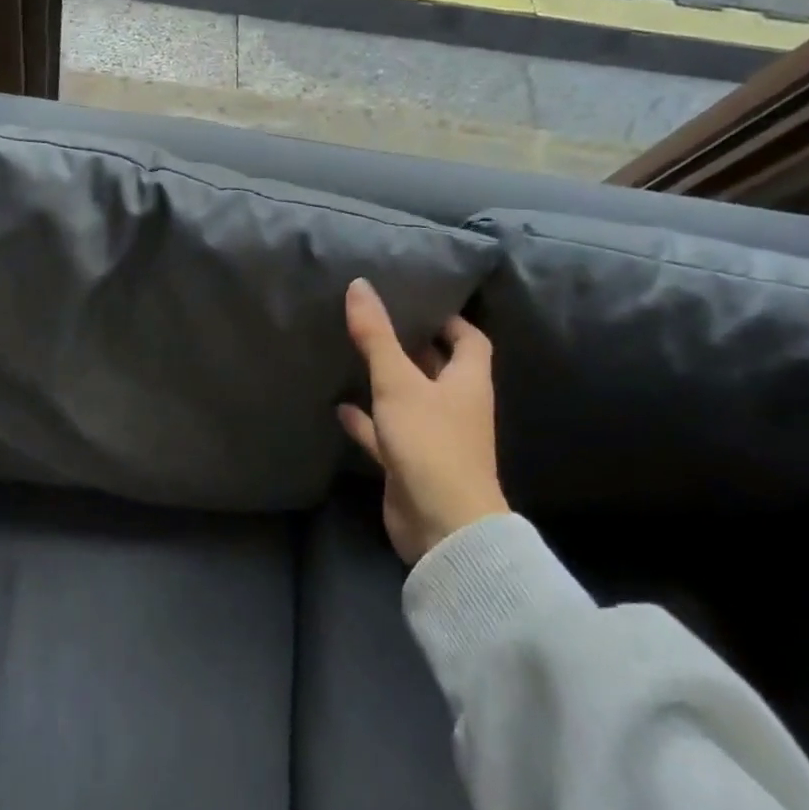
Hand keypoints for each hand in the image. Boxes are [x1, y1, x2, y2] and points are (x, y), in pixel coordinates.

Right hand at [337, 277, 506, 564]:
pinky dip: (366, 421)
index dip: (449, 320)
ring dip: (388, 382)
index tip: (418, 302)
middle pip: (438, 367)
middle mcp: (456, 406)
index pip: (469, 340)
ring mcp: (434, 436)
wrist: (442, 524)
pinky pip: (387, 433)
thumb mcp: (398, 382)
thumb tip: (360, 285)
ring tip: (355, 356)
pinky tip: (339, 407)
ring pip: (410, 400)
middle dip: (413, 346)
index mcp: (467, 382)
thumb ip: (376, 336)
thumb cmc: (430, 442)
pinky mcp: (411, 462)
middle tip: (377, 320)